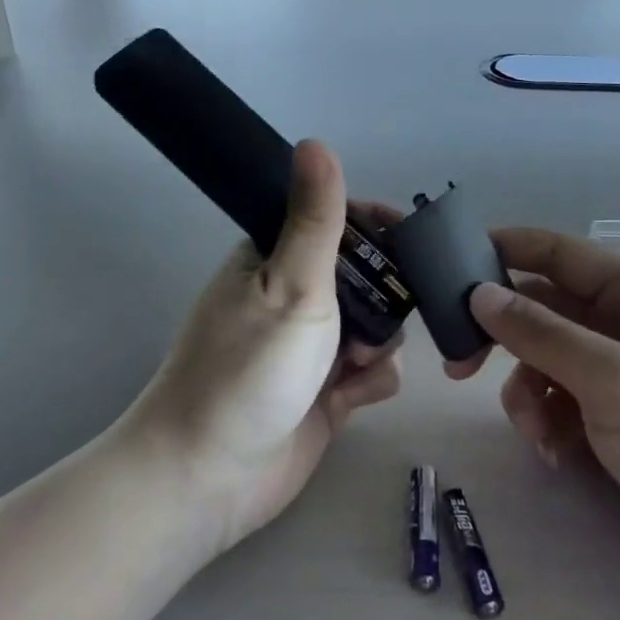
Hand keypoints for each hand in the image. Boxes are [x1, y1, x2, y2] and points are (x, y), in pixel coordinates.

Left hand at [122, 140, 403, 557]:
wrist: (209, 477)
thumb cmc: (249, 369)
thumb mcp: (291, 285)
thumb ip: (315, 218)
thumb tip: (316, 141)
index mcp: (274, 259)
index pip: (337, 221)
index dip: (376, 226)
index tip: (410, 239)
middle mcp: (294, 298)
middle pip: (366, 276)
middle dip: (386, 295)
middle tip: (387, 316)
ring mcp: (310, 348)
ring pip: (375, 325)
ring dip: (380, 342)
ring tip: (358, 364)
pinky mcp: (324, 394)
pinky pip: (370, 372)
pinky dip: (371, 380)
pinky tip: (354, 397)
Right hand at [449, 228, 619, 619]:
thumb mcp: (614, 379)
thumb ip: (541, 334)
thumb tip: (479, 294)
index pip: (558, 253)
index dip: (504, 250)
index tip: (448, 265)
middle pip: (543, 308)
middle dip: (502, 335)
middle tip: (457, 364)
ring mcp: (619, 374)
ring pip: (543, 360)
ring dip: (526, 391)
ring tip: (536, 432)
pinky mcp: (614, 419)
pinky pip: (559, 402)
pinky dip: (547, 421)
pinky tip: (555, 454)